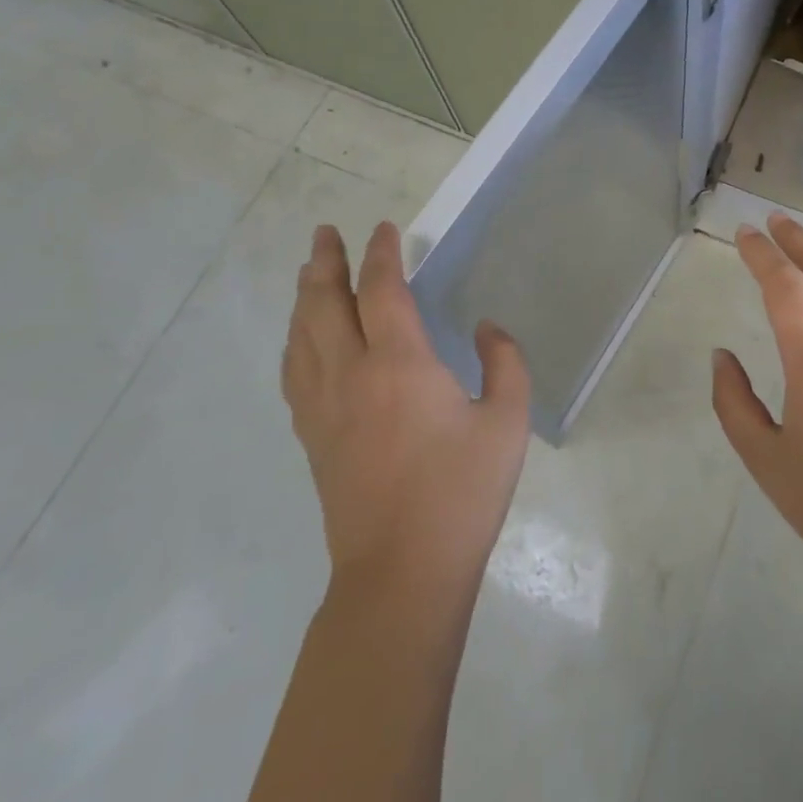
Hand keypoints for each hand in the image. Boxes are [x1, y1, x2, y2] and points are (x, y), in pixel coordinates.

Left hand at [281, 221, 530, 597]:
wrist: (402, 572)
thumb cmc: (461, 494)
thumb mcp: (508, 423)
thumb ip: (506, 363)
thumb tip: (487, 329)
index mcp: (400, 364)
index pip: (382, 290)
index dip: (382, 254)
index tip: (384, 228)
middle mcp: (352, 374)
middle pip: (324, 303)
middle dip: (325, 262)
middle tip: (326, 233)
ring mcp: (324, 407)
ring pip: (301, 335)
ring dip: (304, 296)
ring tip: (309, 272)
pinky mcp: (312, 437)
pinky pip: (294, 372)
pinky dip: (295, 340)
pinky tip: (301, 339)